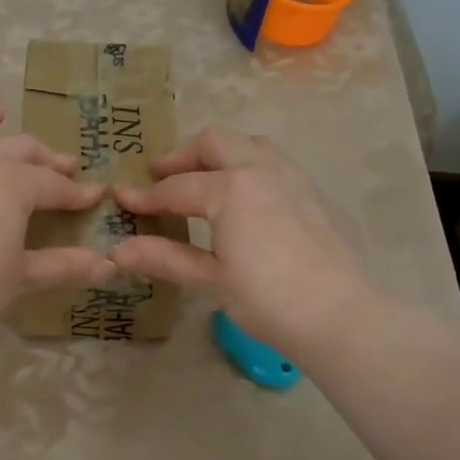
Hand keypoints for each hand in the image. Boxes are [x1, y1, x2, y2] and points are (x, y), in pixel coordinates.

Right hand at [107, 127, 379, 355]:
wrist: (342, 316)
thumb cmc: (268, 299)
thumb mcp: (211, 280)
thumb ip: (164, 257)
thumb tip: (116, 251)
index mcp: (231, 188)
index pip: (176, 188)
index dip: (145, 196)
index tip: (121, 199)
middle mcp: (262, 169)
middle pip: (214, 142)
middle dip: (182, 156)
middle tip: (160, 176)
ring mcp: (294, 177)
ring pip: (251, 145)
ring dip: (221, 156)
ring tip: (203, 182)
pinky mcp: (316, 193)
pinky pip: (276, 164)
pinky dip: (250, 169)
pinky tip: (247, 203)